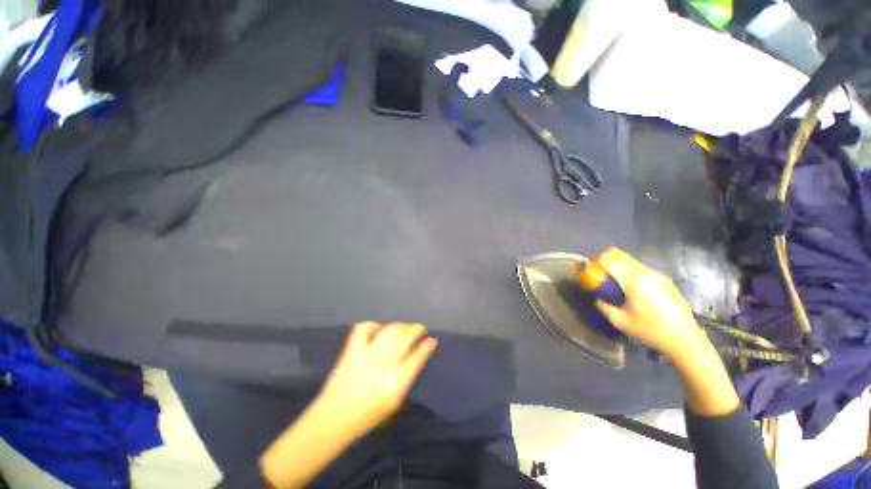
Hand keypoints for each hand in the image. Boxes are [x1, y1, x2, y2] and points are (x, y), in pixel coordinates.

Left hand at [316, 322, 437, 435]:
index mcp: (397, 380)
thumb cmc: (369, 414)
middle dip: (416, 329)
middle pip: (406, 336)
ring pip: (390, 329)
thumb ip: (408, 377)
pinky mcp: (353, 349)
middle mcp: (385, 362)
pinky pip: (365, 328)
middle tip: (419, 330)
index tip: (431, 340)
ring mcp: (368, 353)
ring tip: (403, 328)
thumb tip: (419, 356)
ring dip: (400, 326)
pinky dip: (373, 326)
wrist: (335, 417)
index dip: (427, 345)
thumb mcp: (395, 401)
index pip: (418, 355)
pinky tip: (378, 329)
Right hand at [594, 248, 703, 359]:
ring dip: (617, 267)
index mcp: (634, 280)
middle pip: (618, 254)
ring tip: (615, 285)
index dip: (595, 262)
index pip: (608, 259)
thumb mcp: (619, 321)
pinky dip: (629, 272)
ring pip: (629, 260)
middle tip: (599, 276)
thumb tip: (596, 296)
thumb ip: (603, 305)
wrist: (685, 339)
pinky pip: (640, 268)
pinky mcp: (664, 279)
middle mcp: (645, 272)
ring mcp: (657, 274)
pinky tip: (632, 291)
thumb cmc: (651, 330)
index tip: (590, 272)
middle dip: (604, 261)